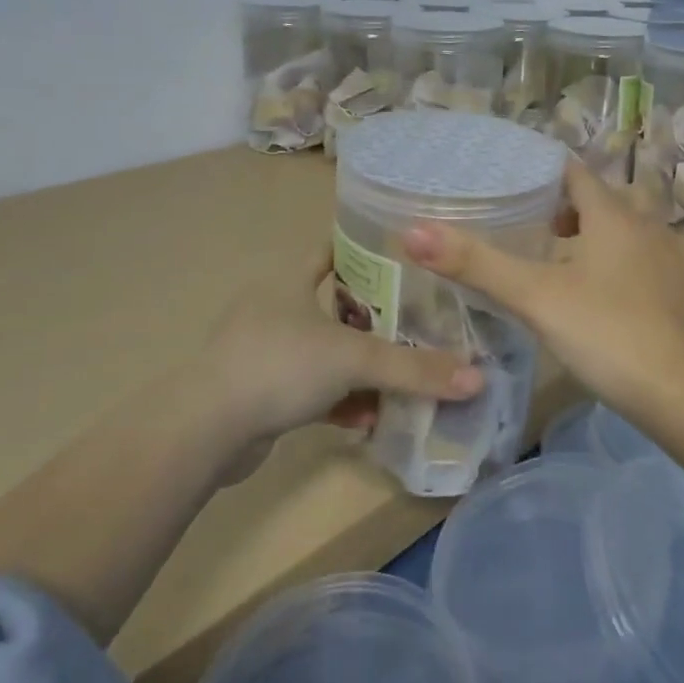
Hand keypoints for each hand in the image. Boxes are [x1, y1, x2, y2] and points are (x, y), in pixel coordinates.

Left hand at [202, 248, 482, 455]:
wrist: (205, 431)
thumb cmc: (280, 366)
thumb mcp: (354, 360)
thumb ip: (415, 369)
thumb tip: (477, 379)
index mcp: (288, 282)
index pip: (332, 251)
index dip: (366, 251)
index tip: (406, 258)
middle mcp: (274, 311)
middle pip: (335, 306)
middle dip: (375, 319)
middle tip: (419, 325)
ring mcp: (263, 353)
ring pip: (325, 353)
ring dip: (360, 368)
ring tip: (402, 379)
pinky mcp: (259, 394)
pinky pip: (311, 391)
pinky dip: (339, 402)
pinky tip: (368, 420)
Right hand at [402, 158, 683, 416]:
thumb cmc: (609, 332)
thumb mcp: (536, 297)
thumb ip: (477, 264)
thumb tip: (413, 232)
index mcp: (613, 214)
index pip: (573, 172)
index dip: (538, 172)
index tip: (503, 180)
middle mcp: (643, 227)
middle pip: (595, 200)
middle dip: (557, 205)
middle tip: (515, 220)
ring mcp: (663, 261)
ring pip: (616, 232)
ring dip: (582, 235)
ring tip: (543, 255)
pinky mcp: (671, 294)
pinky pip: (630, 261)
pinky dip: (603, 263)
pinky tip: (583, 295)